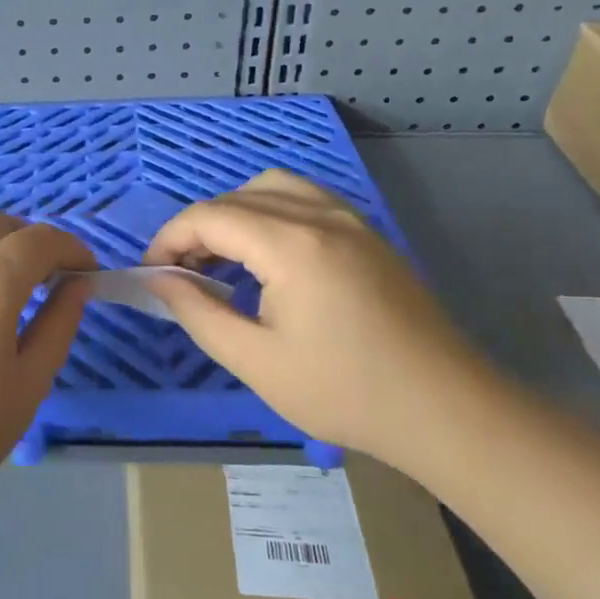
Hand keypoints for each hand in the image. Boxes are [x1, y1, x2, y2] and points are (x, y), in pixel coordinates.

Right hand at [142, 170, 498, 465]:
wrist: (446, 411)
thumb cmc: (345, 392)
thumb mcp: (255, 361)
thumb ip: (198, 312)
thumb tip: (158, 279)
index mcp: (291, 244)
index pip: (208, 216)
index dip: (169, 240)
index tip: (153, 275)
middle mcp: (320, 215)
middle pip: (237, 197)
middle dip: (198, 229)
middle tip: (182, 275)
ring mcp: (351, 220)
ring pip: (273, 187)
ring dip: (235, 214)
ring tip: (222, 260)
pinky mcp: (368, 234)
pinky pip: (305, 199)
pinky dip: (270, 213)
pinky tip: (268, 257)